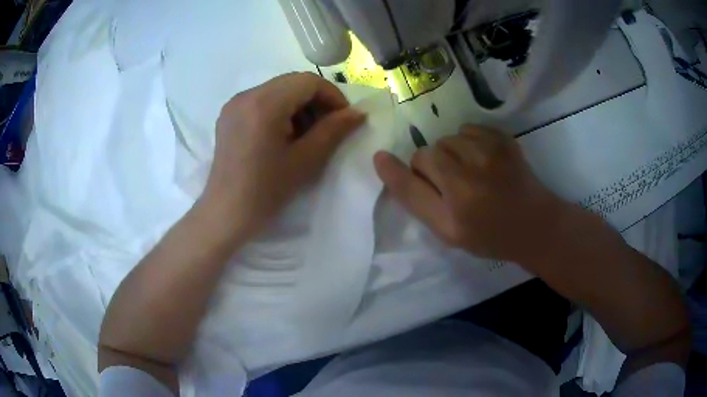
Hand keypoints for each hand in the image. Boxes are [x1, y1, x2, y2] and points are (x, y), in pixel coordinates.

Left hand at [202, 72, 364, 239]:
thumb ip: (334, 130)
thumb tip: (358, 112)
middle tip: (327, 128)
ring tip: (305, 134)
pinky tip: (283, 135)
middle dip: (316, 101)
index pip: (308, 81)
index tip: (343, 119)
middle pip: (292, 82)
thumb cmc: (265, 192)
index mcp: (264, 104)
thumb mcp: (305, 161)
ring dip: (298, 105)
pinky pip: (262, 100)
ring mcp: (234, 104)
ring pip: (278, 90)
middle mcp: (246, 95)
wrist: (225, 214)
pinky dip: (280, 110)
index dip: (333, 96)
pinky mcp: (229, 114)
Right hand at [374, 125, 567, 262]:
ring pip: (447, 140)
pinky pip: (468, 130)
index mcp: (456, 201)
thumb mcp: (447, 230)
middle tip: (452, 186)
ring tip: (470, 173)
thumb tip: (382, 161)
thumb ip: (414, 198)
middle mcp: (471, 172)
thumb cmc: (489, 234)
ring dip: (451, 155)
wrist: (534, 223)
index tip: (389, 162)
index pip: (413, 174)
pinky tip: (483, 161)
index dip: (401, 172)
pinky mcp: (503, 138)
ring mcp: (490, 150)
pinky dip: (469, 143)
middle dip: (432, 168)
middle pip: (429, 152)